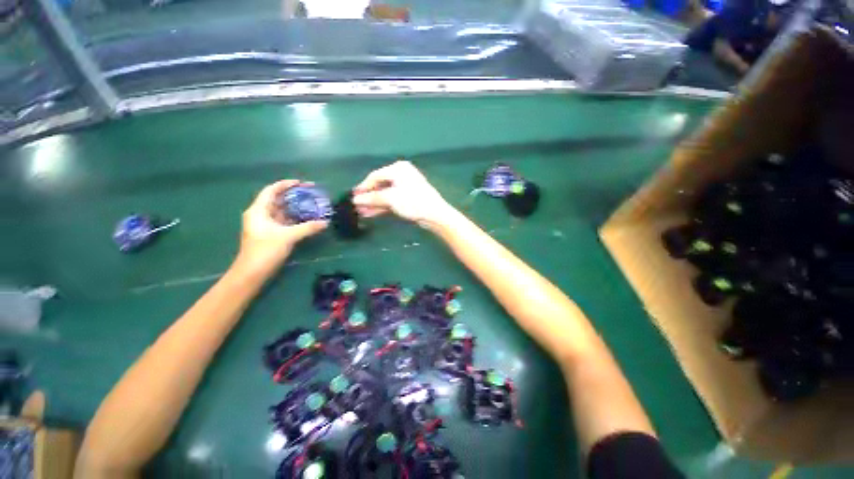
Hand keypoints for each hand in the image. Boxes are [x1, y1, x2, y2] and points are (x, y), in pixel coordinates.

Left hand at [233, 180, 327, 277]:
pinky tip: (306, 219)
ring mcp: (265, 225)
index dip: (285, 185)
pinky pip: (284, 221)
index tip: (302, 183)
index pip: (271, 191)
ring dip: (295, 208)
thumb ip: (308, 228)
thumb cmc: (265, 250)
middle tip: (311, 194)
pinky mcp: (271, 234)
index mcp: (258, 210)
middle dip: (293, 196)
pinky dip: (295, 218)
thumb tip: (325, 222)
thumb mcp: (288, 237)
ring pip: (282, 211)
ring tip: (311, 204)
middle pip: (277, 200)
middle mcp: (260, 215)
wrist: (252, 272)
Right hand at [352, 161, 453, 227]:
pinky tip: (371, 213)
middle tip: (356, 206)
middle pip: (380, 186)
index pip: (375, 176)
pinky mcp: (407, 199)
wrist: (434, 214)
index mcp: (398, 169)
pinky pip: (391, 201)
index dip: (363, 187)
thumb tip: (356, 200)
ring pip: (385, 195)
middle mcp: (401, 175)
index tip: (353, 197)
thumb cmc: (413, 201)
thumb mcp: (391, 198)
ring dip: (373, 203)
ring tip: (361, 212)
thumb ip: (372, 198)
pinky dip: (382, 206)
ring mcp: (405, 188)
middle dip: (368, 197)